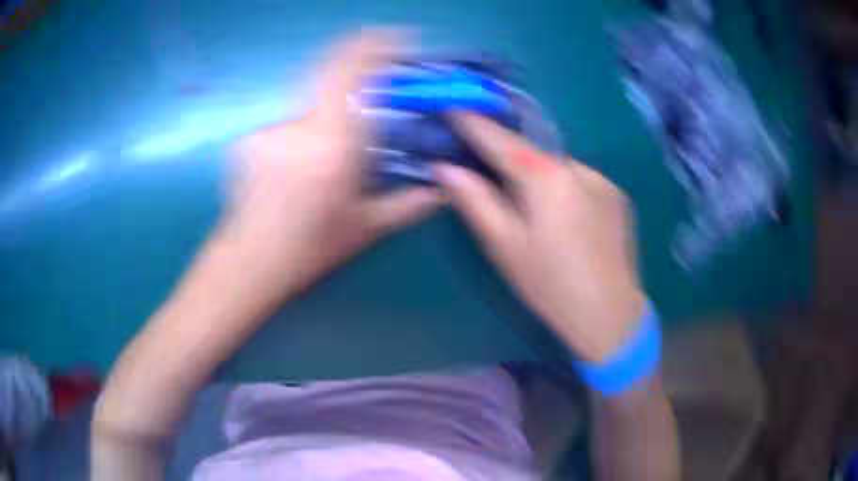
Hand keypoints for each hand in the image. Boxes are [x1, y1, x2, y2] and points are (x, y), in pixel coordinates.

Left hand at [218, 32, 440, 301]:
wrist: (248, 264)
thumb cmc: (308, 250)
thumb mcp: (365, 229)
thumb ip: (409, 205)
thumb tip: (442, 190)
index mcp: (331, 143)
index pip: (351, 69)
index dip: (377, 44)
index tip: (401, 38)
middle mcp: (298, 126)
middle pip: (331, 76)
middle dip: (357, 77)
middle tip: (371, 105)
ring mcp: (269, 130)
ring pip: (310, 107)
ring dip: (327, 122)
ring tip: (324, 167)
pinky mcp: (251, 139)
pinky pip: (289, 125)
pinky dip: (303, 138)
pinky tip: (299, 174)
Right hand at [435, 113, 646, 362]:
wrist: (609, 314)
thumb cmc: (550, 285)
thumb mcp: (504, 246)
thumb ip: (474, 200)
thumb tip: (444, 167)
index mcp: (545, 178)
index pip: (500, 140)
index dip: (473, 123)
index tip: (453, 108)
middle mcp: (577, 167)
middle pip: (531, 153)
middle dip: (506, 156)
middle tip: (485, 167)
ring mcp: (602, 180)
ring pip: (557, 168)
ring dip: (539, 177)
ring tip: (534, 210)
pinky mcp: (617, 196)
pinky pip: (581, 181)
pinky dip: (564, 189)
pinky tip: (566, 220)